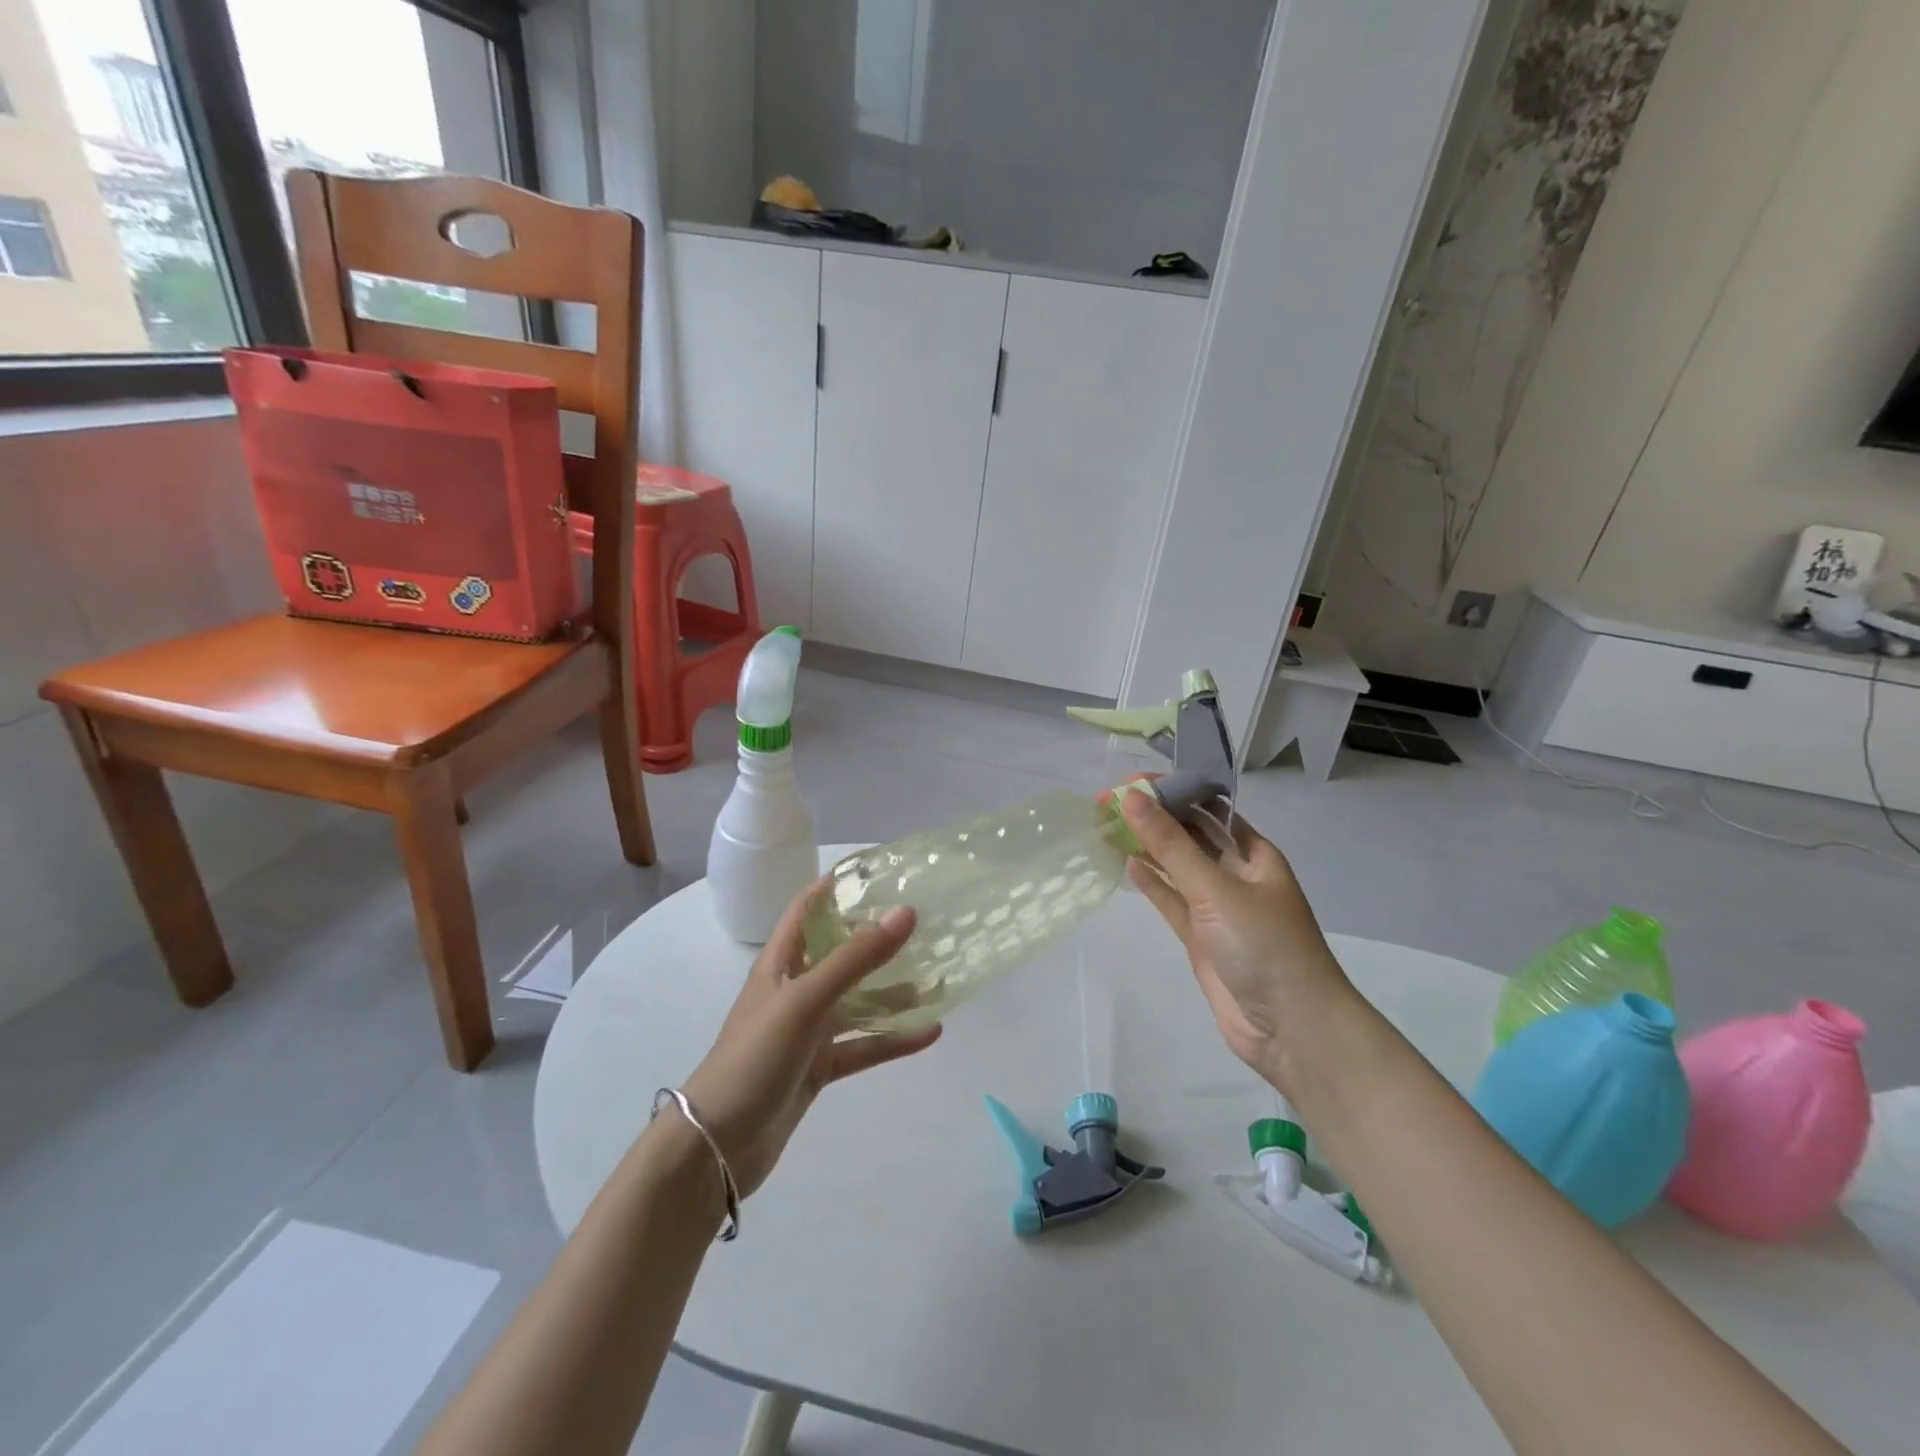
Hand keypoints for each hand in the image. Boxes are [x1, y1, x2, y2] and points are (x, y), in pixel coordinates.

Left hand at [679, 881, 940, 1196]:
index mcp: (781, 963)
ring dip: (894, 991)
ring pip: (858, 1001)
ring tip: (939, 976)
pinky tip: (931, 1032)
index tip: (881, 869)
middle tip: (925, 921)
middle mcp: (795, 989)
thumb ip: (856, 958)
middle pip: (841, 952)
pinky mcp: (818, 1067)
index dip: (838, 885)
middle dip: (878, 937)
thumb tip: (906, 912)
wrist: (717, 1148)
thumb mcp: (806, 1000)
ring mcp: (807, 1030)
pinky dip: (893, 1039)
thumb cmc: (755, 1057)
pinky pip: (863, 1045)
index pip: (808, 907)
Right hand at [1120, 791, 1356, 1087]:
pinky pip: (1171, 900)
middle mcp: (1236, 874)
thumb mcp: (1216, 888)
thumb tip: (1131, 797)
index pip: (1208, 807)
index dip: (1172, 791)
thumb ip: (1171, 844)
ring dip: (1146, 847)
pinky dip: (1151, 883)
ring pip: (1176, 866)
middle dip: (1153, 817)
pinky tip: (1127, 864)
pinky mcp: (1200, 936)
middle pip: (1190, 835)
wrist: (1291, 1028)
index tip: (1130, 783)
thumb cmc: (1263, 945)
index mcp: (1253, 853)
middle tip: (1107, 803)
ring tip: (1106, 827)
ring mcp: (1217, 907)